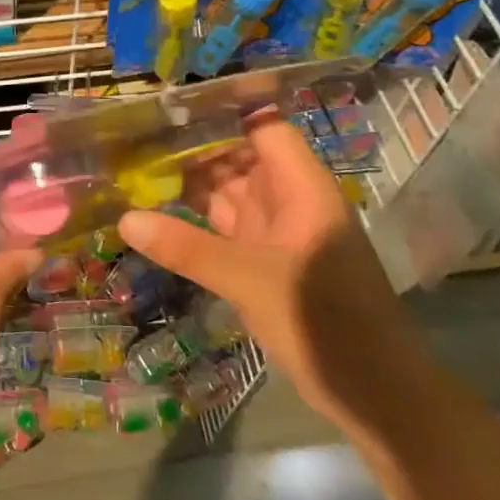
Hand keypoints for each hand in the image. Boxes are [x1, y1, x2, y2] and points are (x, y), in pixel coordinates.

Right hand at [118, 116, 407, 418]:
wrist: (375, 393)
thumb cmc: (325, 321)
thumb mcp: (249, 280)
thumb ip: (187, 248)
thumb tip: (125, 219)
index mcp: (300, 188)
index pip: (263, 127)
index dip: (223, 112)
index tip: (168, 105)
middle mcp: (288, 202)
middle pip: (238, 159)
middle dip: (191, 149)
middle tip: (131, 140)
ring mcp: (276, 234)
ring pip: (228, 195)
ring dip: (188, 186)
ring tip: (132, 171)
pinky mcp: (264, 264)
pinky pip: (223, 230)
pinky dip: (193, 223)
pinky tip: (155, 218)